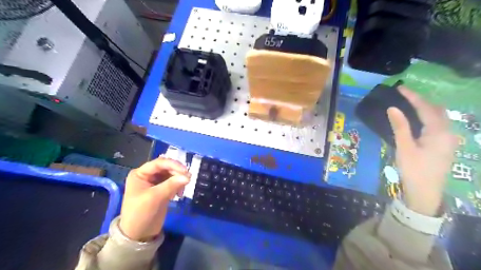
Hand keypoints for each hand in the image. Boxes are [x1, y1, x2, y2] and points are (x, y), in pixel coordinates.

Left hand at [118, 158, 189, 241]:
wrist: (138, 235)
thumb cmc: (141, 214)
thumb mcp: (154, 198)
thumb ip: (171, 185)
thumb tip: (188, 176)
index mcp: (140, 174)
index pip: (159, 163)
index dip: (173, 165)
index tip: (186, 171)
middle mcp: (147, 175)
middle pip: (166, 167)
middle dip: (177, 172)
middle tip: (187, 179)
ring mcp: (155, 183)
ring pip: (171, 174)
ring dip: (179, 179)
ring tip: (182, 190)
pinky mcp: (162, 190)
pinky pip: (173, 182)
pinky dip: (178, 186)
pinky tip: (179, 194)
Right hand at [386, 86, 456, 216]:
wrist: (425, 193)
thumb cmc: (414, 170)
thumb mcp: (404, 148)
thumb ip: (400, 127)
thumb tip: (393, 108)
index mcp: (439, 133)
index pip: (426, 108)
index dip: (413, 97)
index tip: (400, 88)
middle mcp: (448, 133)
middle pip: (436, 110)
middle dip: (421, 100)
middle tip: (404, 95)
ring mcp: (448, 140)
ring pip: (438, 117)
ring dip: (425, 108)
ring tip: (409, 103)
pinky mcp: (444, 146)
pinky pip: (437, 125)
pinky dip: (427, 117)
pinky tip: (417, 119)